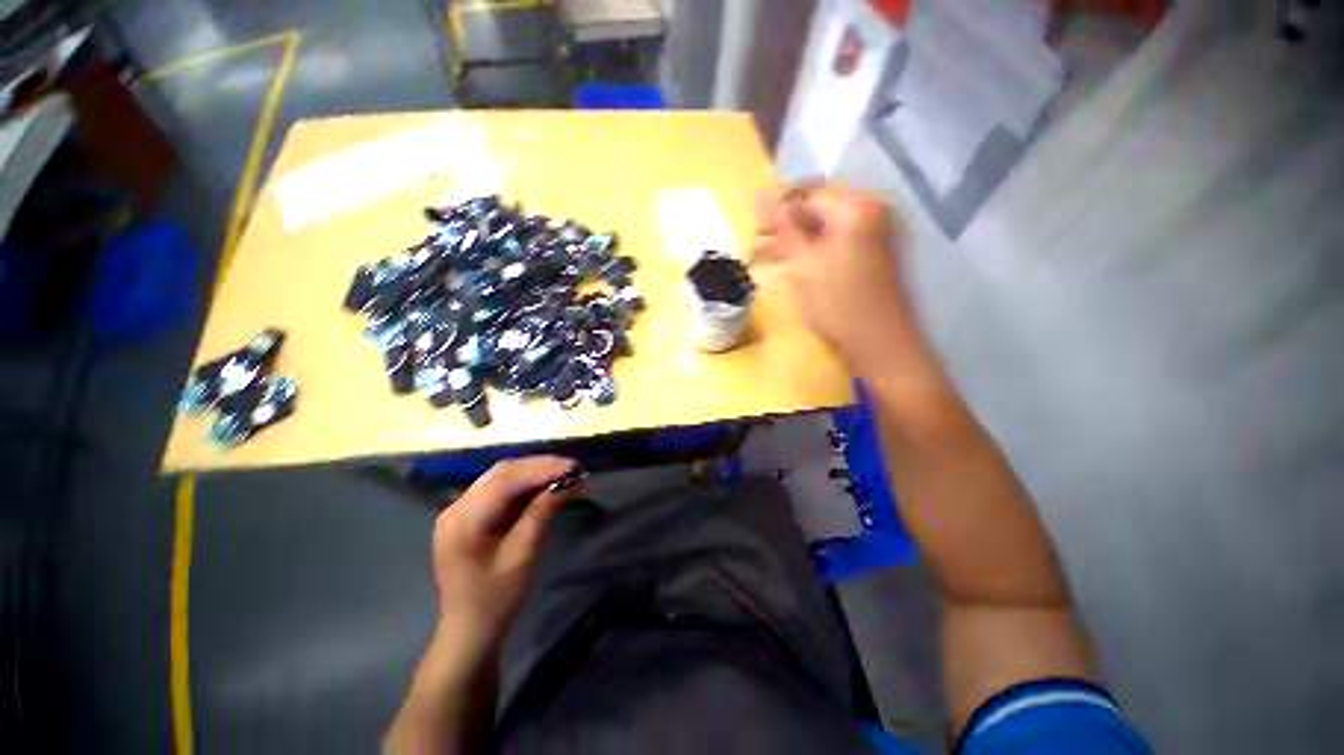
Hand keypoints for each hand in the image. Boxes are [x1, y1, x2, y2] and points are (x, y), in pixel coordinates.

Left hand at [431, 456, 581, 652]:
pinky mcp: (470, 514)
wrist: (470, 630)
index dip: (541, 469)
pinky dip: (526, 484)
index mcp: (462, 521)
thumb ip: (541, 513)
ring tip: (566, 474)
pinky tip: (547, 485)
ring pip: (502, 477)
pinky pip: (501, 489)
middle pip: (502, 473)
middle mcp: (456, 508)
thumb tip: (567, 483)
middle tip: (573, 469)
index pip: (504, 481)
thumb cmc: (495, 600)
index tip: (573, 468)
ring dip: (535, 472)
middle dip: (540, 467)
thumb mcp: (522, 556)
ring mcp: (461, 510)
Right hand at [752, 184, 924, 380]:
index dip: (778, 212)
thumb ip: (782, 227)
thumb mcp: (804, 262)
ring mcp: (870, 237)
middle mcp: (868, 215)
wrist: (876, 343)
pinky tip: (791, 268)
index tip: (754, 233)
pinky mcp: (865, 259)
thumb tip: (757, 193)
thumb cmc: (837, 302)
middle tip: (756, 249)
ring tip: (768, 260)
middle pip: (816, 213)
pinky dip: (809, 255)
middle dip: (784, 230)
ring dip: (793, 244)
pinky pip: (831, 247)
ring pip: (821, 232)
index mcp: (857, 208)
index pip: (808, 195)